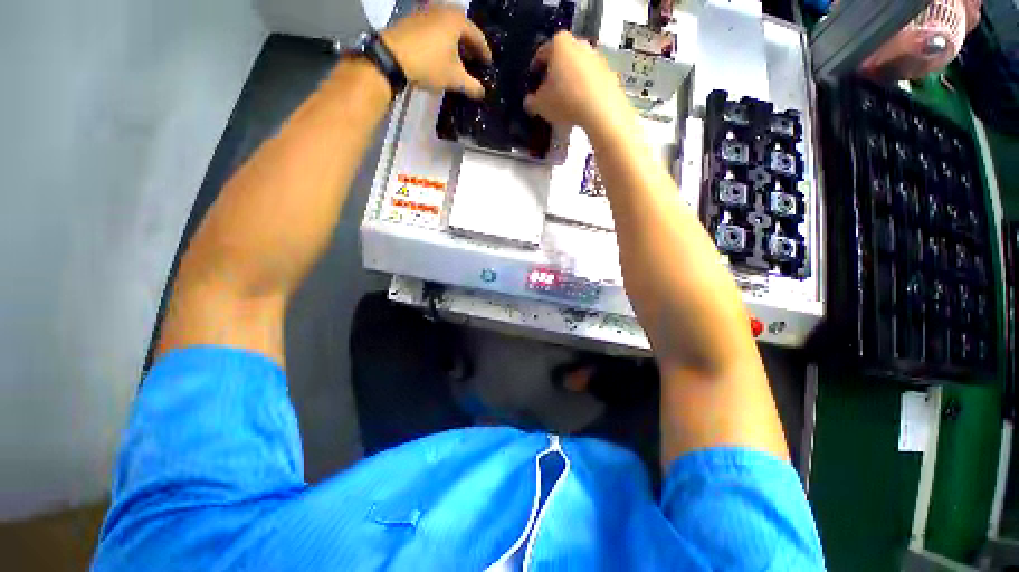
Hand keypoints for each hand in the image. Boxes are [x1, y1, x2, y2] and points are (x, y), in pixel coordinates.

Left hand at [382, 6, 491, 99]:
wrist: (391, 57)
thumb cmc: (429, 64)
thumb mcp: (454, 79)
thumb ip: (472, 86)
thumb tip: (482, 93)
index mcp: (457, 20)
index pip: (477, 36)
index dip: (484, 52)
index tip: (488, 64)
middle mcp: (443, 9)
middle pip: (462, 28)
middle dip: (469, 44)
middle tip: (474, 59)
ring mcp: (426, 11)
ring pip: (447, 26)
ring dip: (455, 41)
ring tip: (457, 58)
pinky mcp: (413, 18)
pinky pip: (434, 27)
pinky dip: (441, 39)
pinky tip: (441, 53)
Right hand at [523, 32, 631, 133]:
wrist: (601, 110)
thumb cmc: (566, 101)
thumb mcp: (540, 105)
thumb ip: (531, 101)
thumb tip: (529, 102)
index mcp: (559, 44)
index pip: (542, 53)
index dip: (535, 68)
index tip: (533, 79)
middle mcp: (579, 44)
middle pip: (562, 59)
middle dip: (555, 74)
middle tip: (548, 92)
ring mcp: (596, 58)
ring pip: (577, 69)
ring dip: (570, 83)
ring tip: (564, 103)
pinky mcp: (609, 73)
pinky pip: (591, 81)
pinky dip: (584, 91)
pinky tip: (579, 107)